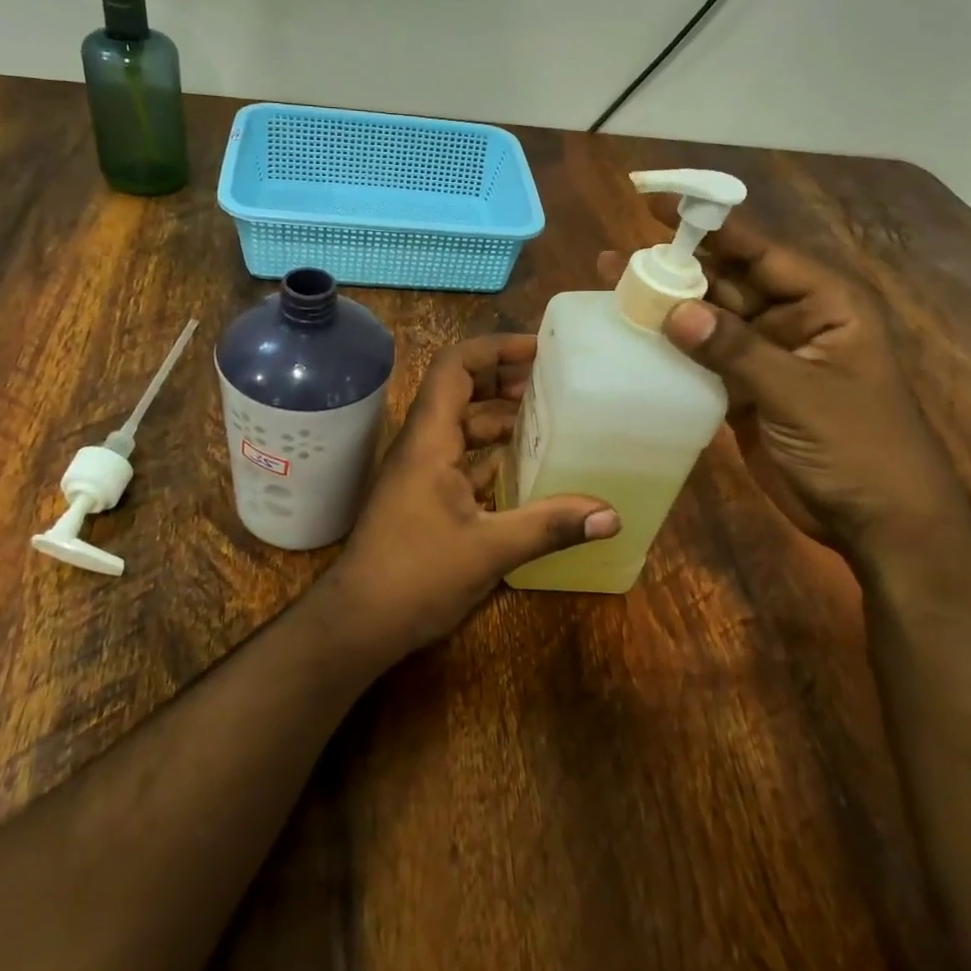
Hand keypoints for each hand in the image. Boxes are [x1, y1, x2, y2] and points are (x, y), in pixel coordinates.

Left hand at [327, 334, 618, 660]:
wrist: (359, 621)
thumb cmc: (415, 575)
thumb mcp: (489, 549)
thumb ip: (549, 526)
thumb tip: (611, 516)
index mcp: (429, 441)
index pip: (453, 368)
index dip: (492, 349)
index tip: (537, 351)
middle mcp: (422, 447)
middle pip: (459, 392)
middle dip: (502, 380)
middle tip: (550, 383)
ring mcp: (420, 474)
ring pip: (461, 428)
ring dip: (498, 419)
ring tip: (546, 420)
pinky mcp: (424, 499)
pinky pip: (461, 461)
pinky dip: (491, 456)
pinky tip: (525, 470)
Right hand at [598, 203, 958, 551]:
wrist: (878, 522)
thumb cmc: (859, 447)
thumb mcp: (800, 393)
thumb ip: (737, 351)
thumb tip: (674, 312)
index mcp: (823, 304)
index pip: (759, 251)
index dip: (709, 227)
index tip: (656, 206)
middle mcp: (791, 321)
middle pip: (726, 283)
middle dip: (675, 270)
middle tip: (617, 260)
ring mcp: (765, 359)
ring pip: (708, 323)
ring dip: (665, 310)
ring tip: (612, 292)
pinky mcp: (744, 393)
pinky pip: (702, 362)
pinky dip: (671, 353)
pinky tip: (634, 342)